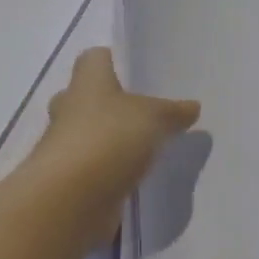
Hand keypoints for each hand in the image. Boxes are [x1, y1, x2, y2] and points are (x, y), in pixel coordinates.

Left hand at [29, 48, 200, 238]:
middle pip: (91, 97)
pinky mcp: (69, 179)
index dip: (116, 61)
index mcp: (87, 81)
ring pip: (92, 134)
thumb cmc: (109, 139)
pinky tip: (138, 176)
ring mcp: (65, 146)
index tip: (140, 73)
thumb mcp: (155, 117)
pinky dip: (112, 170)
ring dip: (113, 140)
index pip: (95, 58)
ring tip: (150, 146)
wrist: (69, 200)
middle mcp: (70, 108)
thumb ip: (174, 111)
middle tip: (149, 112)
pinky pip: (95, 167)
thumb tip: (192, 106)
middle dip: (115, 104)